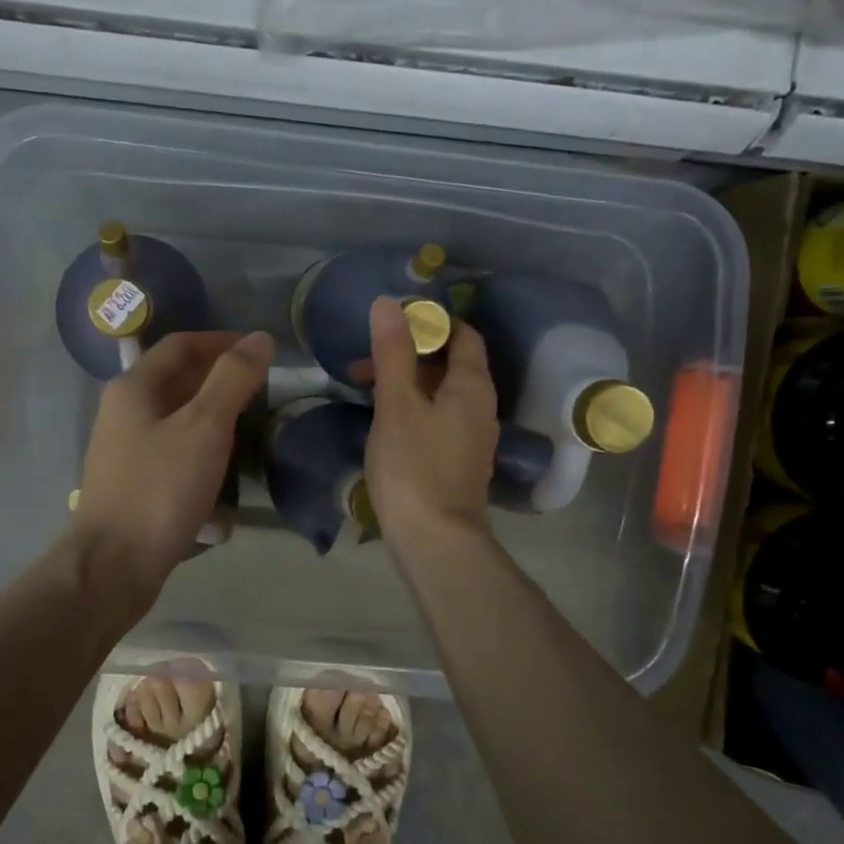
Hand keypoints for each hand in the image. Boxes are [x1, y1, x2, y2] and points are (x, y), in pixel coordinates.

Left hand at [69, 330, 272, 599]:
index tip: (261, 349)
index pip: (182, 344)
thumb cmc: (160, 489)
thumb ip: (233, 379)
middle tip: (262, 384)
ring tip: (251, 418)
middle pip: (175, 376)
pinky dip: (201, 441)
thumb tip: (260, 338)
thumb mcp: (204, 427)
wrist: (113, 564)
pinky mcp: (134, 479)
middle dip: (219, 373)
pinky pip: (173, 445)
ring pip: (175, 413)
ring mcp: (126, 447)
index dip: (222, 341)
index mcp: (134, 387)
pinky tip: (224, 459)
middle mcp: (124, 409)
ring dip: (212, 408)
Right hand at [362, 297, 497, 556]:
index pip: (462, 335)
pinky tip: (383, 424)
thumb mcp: (397, 404)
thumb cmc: (414, 466)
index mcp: (472, 386)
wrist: (435, 540)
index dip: (432, 322)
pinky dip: (412, 410)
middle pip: (449, 365)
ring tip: (364, 391)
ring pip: (440, 394)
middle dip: (408, 356)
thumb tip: (388, 303)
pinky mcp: (458, 462)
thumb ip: (393, 353)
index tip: (391, 324)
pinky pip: (437, 420)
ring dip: (406, 384)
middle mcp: (480, 407)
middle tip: (363, 363)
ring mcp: (471, 437)